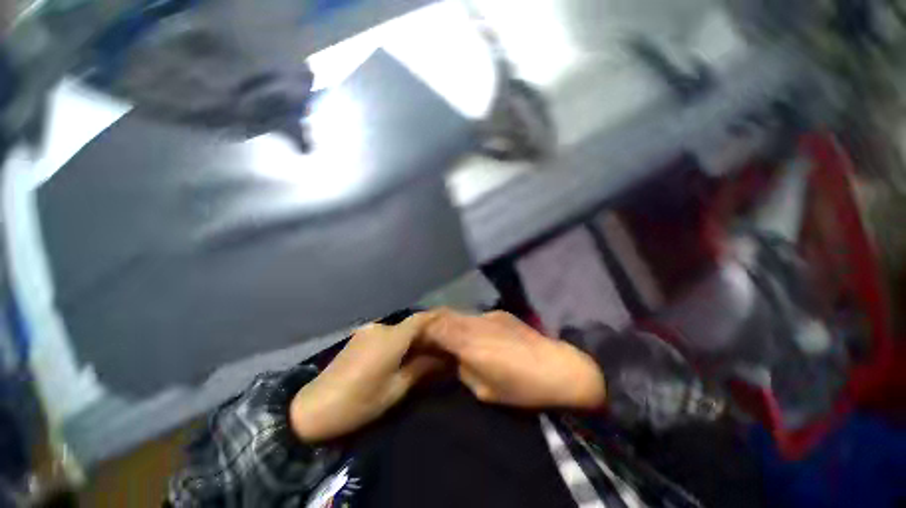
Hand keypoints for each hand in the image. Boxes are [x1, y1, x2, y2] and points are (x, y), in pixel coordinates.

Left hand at [290, 312, 444, 442]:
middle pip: (409, 324)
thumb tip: (442, 358)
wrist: (313, 409)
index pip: (420, 320)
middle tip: (439, 346)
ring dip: (411, 338)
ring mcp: (367, 331)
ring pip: (398, 329)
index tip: (449, 325)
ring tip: (422, 352)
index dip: (435, 320)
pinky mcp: (359, 337)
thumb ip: (420, 368)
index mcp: (391, 338)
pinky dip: (398, 340)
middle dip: (425, 333)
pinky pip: (386, 334)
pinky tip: (401, 354)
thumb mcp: (395, 389)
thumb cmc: (360, 402)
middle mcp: (380, 328)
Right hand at [424, 310, 606, 409]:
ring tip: (451, 334)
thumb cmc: (521, 387)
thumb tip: (457, 360)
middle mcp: (476, 323)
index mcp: (469, 343)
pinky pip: (477, 316)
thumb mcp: (485, 391)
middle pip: (447, 315)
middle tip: (430, 333)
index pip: (437, 326)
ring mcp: (491, 315)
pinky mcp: (503, 314)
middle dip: (435, 322)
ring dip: (453, 322)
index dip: (424, 327)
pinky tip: (477, 335)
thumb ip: (464, 371)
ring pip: (462, 314)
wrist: (560, 368)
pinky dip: (469, 323)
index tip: (417, 334)